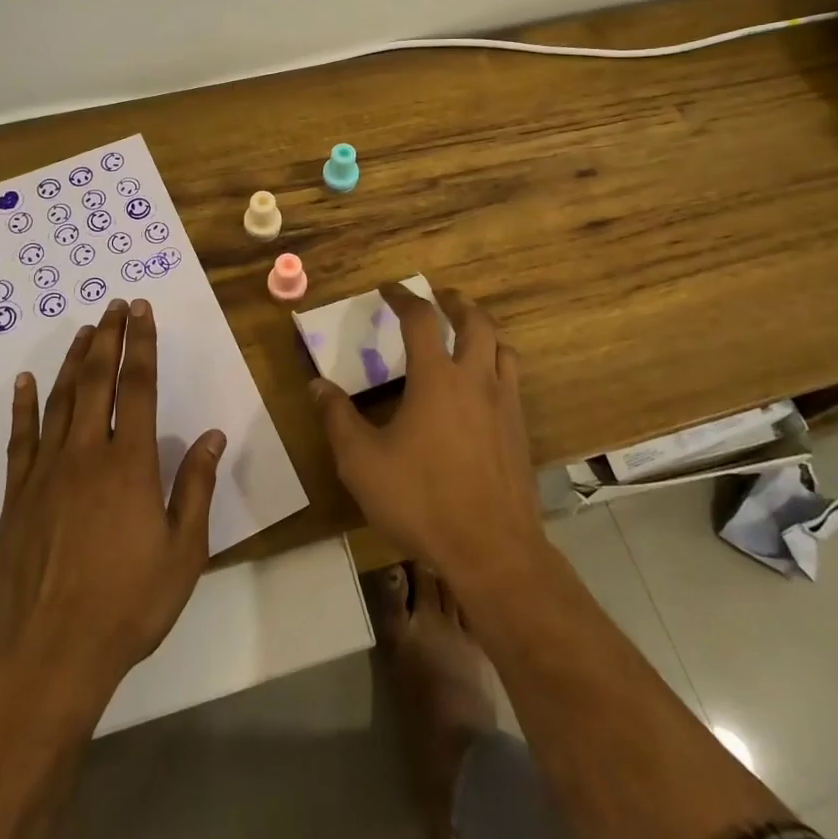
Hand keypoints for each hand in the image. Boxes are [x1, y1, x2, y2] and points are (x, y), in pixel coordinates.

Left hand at [0, 299, 225, 709]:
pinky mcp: (18, 495)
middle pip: (98, 381)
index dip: (141, 345)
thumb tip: (213, 435)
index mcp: (130, 464)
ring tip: (85, 330)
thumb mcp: (183, 551)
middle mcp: (87, 454)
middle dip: (109, 338)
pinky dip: (24, 406)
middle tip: (115, 306)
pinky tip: (26, 382)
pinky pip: (21, 438)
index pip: (137, 387)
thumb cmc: (128, 604)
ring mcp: (46, 472)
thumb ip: (196, 487)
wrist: (51, 656)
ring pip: (61, 400)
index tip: (142, 312)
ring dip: (75, 361)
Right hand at [312, 283, 541, 590]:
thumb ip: (337, 419)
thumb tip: (317, 386)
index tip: (390, 289)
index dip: (403, 297)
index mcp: (436, 377)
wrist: (492, 549)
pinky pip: (512, 380)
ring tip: (467, 334)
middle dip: (455, 303)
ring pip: (502, 348)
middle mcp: (475, 379)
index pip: (420, 319)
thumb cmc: (421, 499)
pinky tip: (483, 387)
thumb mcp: (362, 462)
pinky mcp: (520, 431)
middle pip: (475, 322)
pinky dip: (497, 365)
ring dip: (483, 331)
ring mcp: (504, 404)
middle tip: (439, 297)